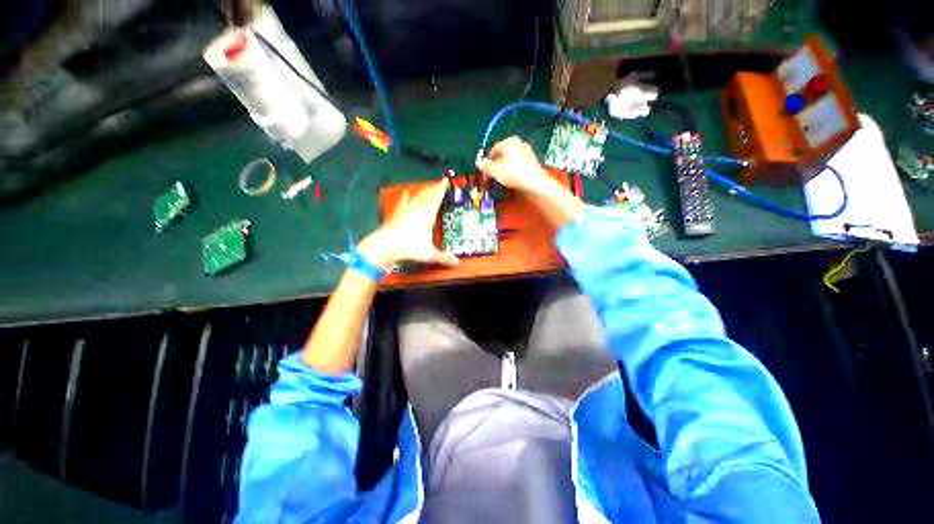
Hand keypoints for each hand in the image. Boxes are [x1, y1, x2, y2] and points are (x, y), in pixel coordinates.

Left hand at [358, 179, 459, 268]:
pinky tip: (407, 194)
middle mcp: (417, 208)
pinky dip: (407, 197)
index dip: (442, 188)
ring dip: (423, 191)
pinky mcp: (396, 213)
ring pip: (416, 196)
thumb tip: (458, 263)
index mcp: (427, 214)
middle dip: (434, 188)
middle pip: (427, 194)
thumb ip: (444, 258)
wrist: (384, 245)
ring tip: (427, 187)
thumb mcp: (429, 254)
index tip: (446, 180)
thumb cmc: (409, 247)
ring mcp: (405, 209)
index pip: (437, 197)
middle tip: (439, 184)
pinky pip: (404, 201)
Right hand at [479, 136, 551, 193]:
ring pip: (509, 160)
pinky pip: (517, 165)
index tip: (484, 172)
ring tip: (500, 179)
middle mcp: (518, 143)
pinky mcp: (531, 161)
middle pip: (502, 155)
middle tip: (491, 176)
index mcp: (509, 142)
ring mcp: (526, 152)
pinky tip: (511, 179)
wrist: (536, 183)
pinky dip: (512, 171)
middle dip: (495, 166)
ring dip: (503, 169)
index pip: (493, 150)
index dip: (487, 161)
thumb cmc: (514, 174)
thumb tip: (478, 162)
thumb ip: (486, 166)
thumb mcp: (496, 171)